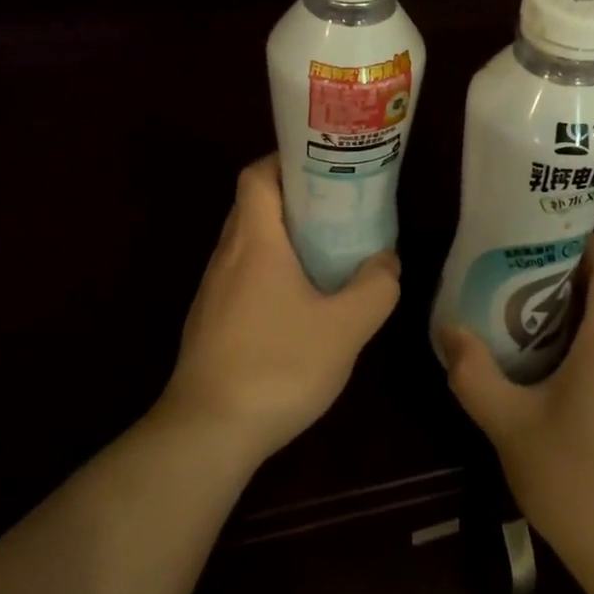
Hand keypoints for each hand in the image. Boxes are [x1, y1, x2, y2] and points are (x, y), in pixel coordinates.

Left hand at [158, 155, 400, 469]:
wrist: (208, 432)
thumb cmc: (278, 365)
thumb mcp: (346, 328)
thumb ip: (375, 288)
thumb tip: (386, 261)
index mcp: (255, 241)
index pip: (257, 175)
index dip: (286, 161)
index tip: (323, 166)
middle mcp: (227, 255)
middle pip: (254, 205)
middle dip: (294, 198)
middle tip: (338, 207)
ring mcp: (213, 290)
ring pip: (248, 243)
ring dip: (283, 237)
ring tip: (326, 251)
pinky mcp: (210, 321)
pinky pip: (242, 275)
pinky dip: (270, 270)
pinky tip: (300, 302)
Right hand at [439, 234, 593, 591]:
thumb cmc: (578, 481)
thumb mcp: (509, 425)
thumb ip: (474, 374)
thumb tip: (448, 329)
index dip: (584, 239)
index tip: (539, 237)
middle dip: (569, 271)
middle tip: (516, 272)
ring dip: (578, 308)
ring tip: (523, 313)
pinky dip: (589, 341)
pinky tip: (550, 368)